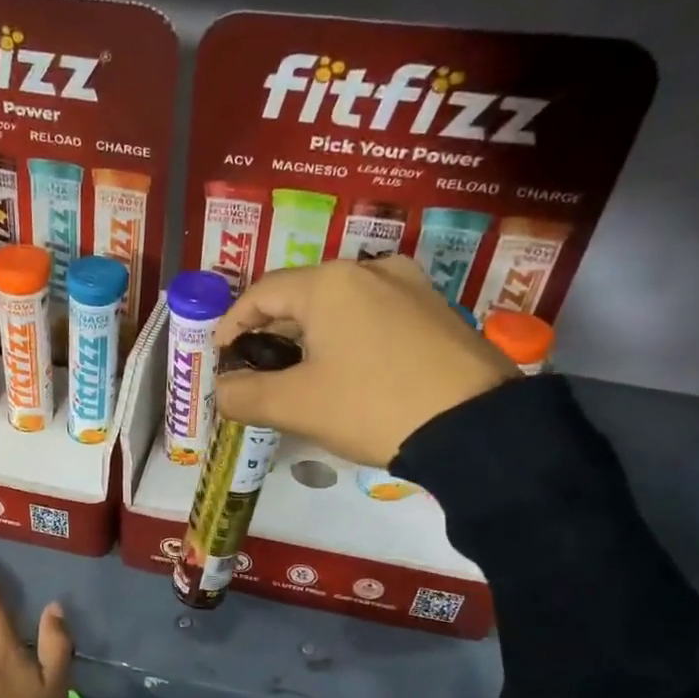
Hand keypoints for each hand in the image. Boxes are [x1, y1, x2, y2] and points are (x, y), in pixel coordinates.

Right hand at [214, 257, 517, 467]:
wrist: (476, 428)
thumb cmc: (373, 405)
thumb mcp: (297, 405)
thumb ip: (245, 395)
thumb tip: (222, 391)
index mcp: (330, 282)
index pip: (261, 292)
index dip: (232, 323)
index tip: (222, 355)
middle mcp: (371, 270)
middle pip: (303, 295)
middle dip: (273, 330)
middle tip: (257, 366)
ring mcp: (412, 287)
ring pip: (343, 305)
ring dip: (313, 334)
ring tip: (302, 371)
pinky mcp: (439, 312)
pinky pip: (377, 315)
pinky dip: (351, 337)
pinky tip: (352, 370)